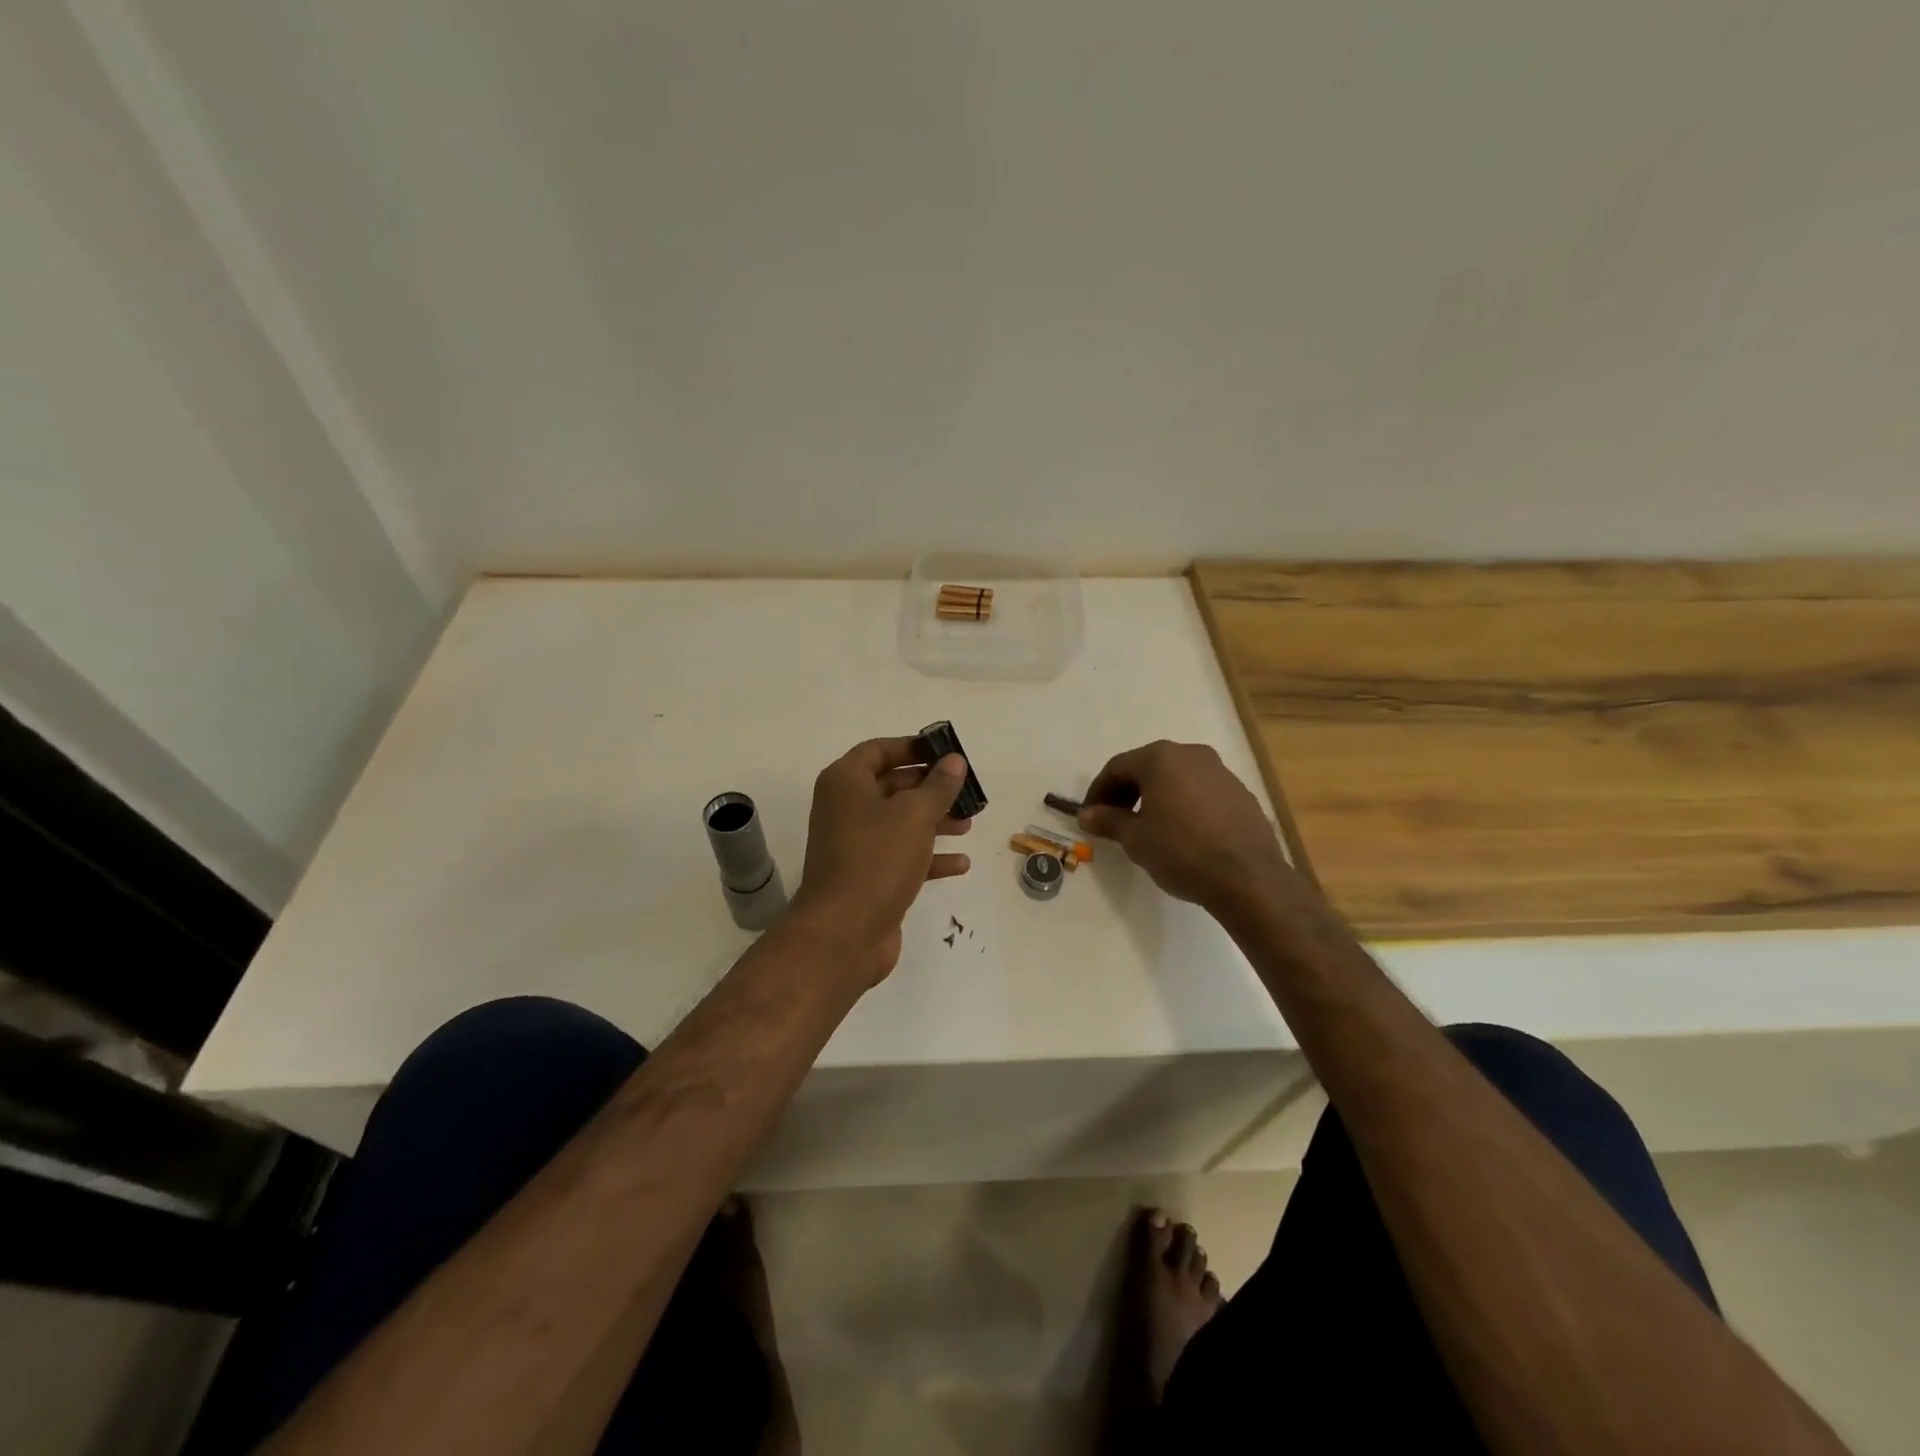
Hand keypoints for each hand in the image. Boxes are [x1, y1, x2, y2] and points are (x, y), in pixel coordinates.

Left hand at [787, 737, 973, 985]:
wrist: (844, 933)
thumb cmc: (877, 859)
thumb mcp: (914, 815)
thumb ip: (938, 786)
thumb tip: (953, 761)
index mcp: (846, 783)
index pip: (878, 750)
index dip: (911, 747)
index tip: (945, 751)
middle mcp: (845, 809)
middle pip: (892, 786)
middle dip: (930, 788)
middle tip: (966, 790)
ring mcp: (854, 846)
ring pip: (900, 823)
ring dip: (934, 821)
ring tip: (968, 824)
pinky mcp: (868, 878)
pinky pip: (902, 857)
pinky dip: (929, 857)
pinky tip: (961, 864)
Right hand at [1078, 740, 1294, 911]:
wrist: (1247, 877)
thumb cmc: (1181, 851)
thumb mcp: (1136, 839)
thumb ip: (1109, 821)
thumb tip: (1086, 814)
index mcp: (1160, 758)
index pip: (1117, 767)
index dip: (1099, 791)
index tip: (1090, 815)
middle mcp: (1191, 754)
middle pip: (1148, 767)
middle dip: (1127, 791)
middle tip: (1115, 820)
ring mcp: (1220, 771)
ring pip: (1176, 777)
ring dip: (1156, 796)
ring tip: (1148, 826)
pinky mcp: (1240, 792)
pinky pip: (1201, 790)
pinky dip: (1184, 803)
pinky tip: (1183, 832)